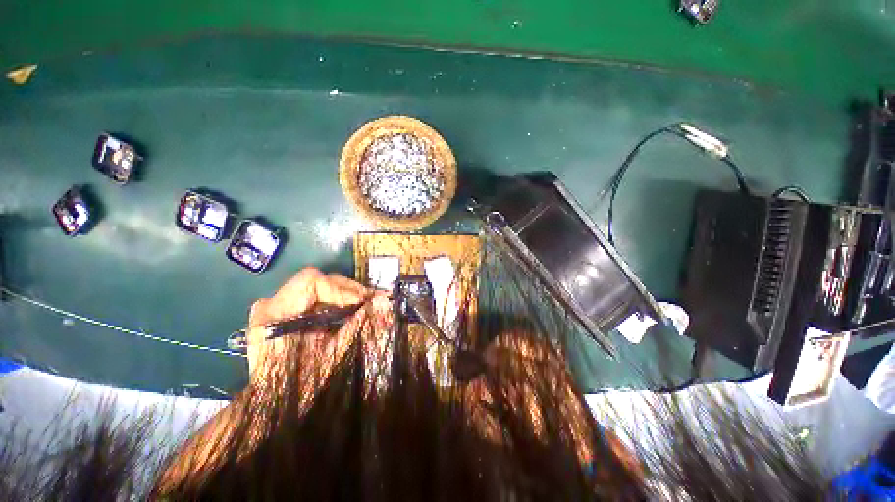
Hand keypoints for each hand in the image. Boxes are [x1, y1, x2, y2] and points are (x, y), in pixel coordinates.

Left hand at [246, 268, 371, 382]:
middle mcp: (271, 303)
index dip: (341, 289)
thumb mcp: (332, 354)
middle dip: (349, 290)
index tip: (363, 301)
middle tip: (372, 300)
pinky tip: (350, 308)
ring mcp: (275, 304)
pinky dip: (336, 300)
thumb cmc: (301, 384)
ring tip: (365, 303)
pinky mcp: (283, 309)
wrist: (274, 401)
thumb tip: (382, 303)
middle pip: (317, 280)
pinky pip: (315, 296)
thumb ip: (356, 325)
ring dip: (345, 294)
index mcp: (276, 314)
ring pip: (319, 286)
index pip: (311, 281)